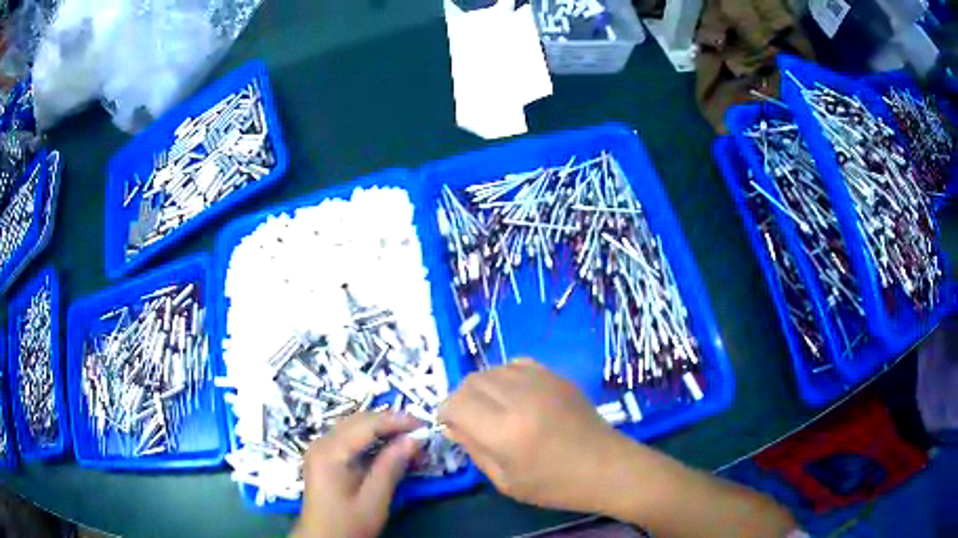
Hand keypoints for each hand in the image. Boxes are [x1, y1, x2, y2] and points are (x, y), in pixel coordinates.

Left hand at [293, 412, 422, 537]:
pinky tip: (390, 451)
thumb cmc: (348, 524)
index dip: (397, 421)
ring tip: (410, 442)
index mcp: (330, 451)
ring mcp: (321, 450)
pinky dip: (372, 442)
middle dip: (391, 424)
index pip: (366, 424)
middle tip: (420, 434)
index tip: (424, 426)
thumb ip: (392, 466)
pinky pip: (350, 440)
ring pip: (355, 428)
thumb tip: (414, 440)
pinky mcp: (325, 459)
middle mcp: (322, 443)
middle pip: (359, 421)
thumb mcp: (374, 499)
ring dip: (383, 432)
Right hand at [438, 360, 635, 513]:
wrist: (606, 467)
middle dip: (461, 399)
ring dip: (482, 388)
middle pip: (471, 381)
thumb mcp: (505, 481)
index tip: (449, 425)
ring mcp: (541, 381)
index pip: (456, 402)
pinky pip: (516, 363)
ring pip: (492, 369)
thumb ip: (474, 449)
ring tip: (492, 409)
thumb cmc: (555, 485)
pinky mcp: (556, 376)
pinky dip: (505, 377)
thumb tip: (453, 424)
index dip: (445, 412)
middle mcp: (520, 397)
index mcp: (505, 430)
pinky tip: (514, 396)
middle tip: (468, 420)